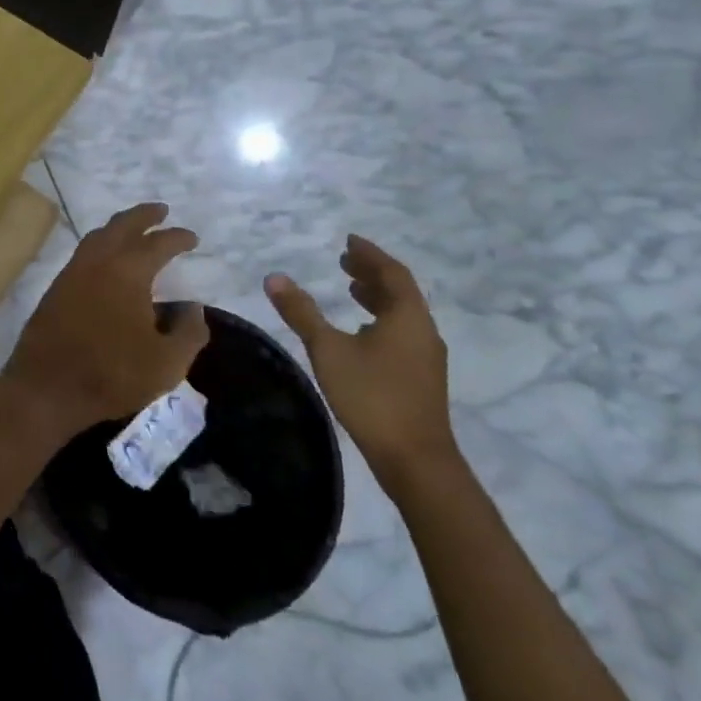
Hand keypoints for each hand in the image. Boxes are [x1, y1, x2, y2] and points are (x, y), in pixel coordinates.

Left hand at [4, 202, 208, 438]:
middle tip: (161, 211)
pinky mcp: (56, 287)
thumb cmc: (112, 374)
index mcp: (129, 271)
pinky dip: (101, 244)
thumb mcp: (167, 363)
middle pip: (123, 225)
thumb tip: (193, 307)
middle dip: (144, 215)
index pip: (158, 243)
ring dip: (119, 226)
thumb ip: (189, 332)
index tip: (192, 238)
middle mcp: (99, 261)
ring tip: (134, 229)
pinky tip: (107, 259)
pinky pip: (84, 252)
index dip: (178, 238)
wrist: (47, 387)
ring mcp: (73, 271)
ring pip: (99, 235)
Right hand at [265, 235, 456, 487]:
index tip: (349, 240)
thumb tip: (274, 277)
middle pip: (399, 291)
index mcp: (407, 316)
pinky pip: (402, 333)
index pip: (391, 272)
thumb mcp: (328, 349)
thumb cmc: (372, 396)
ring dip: (377, 297)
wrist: (416, 460)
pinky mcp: (421, 378)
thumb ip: (302, 312)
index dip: (370, 254)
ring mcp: (425, 357)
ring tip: (352, 290)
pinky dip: (381, 321)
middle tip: (345, 260)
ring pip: (402, 314)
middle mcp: (422, 330)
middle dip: (372, 273)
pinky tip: (362, 334)